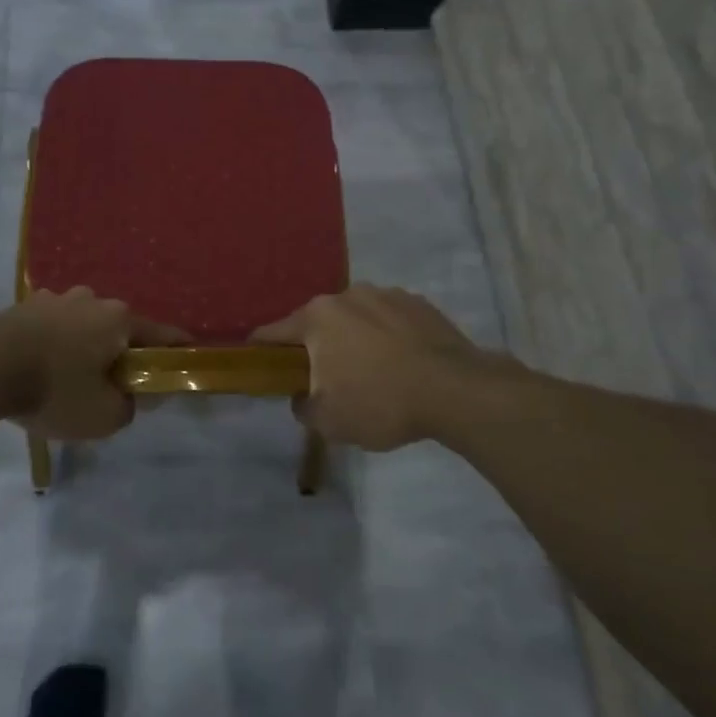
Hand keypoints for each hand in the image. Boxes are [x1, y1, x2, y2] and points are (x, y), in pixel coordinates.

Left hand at [0, 288, 189, 440]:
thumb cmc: (54, 389)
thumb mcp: (104, 415)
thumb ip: (128, 407)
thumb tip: (127, 397)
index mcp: (118, 320)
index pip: (161, 334)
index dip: (177, 348)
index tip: (187, 356)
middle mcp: (90, 300)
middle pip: (117, 328)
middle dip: (120, 352)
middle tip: (115, 383)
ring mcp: (53, 300)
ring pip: (82, 325)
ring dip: (83, 346)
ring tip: (71, 378)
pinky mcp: (21, 307)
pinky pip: (50, 328)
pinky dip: (53, 345)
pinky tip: (40, 368)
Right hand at [252, 285, 493, 450]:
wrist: (457, 391)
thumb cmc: (381, 403)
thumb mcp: (328, 421)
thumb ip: (302, 407)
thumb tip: (302, 397)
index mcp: (318, 318)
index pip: (274, 332)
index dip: (262, 350)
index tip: (258, 363)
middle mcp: (347, 295)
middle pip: (318, 323)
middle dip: (316, 348)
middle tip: (325, 380)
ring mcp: (386, 294)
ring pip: (356, 319)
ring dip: (354, 340)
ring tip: (371, 373)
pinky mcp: (419, 303)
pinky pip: (389, 321)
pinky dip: (387, 338)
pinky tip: (401, 365)